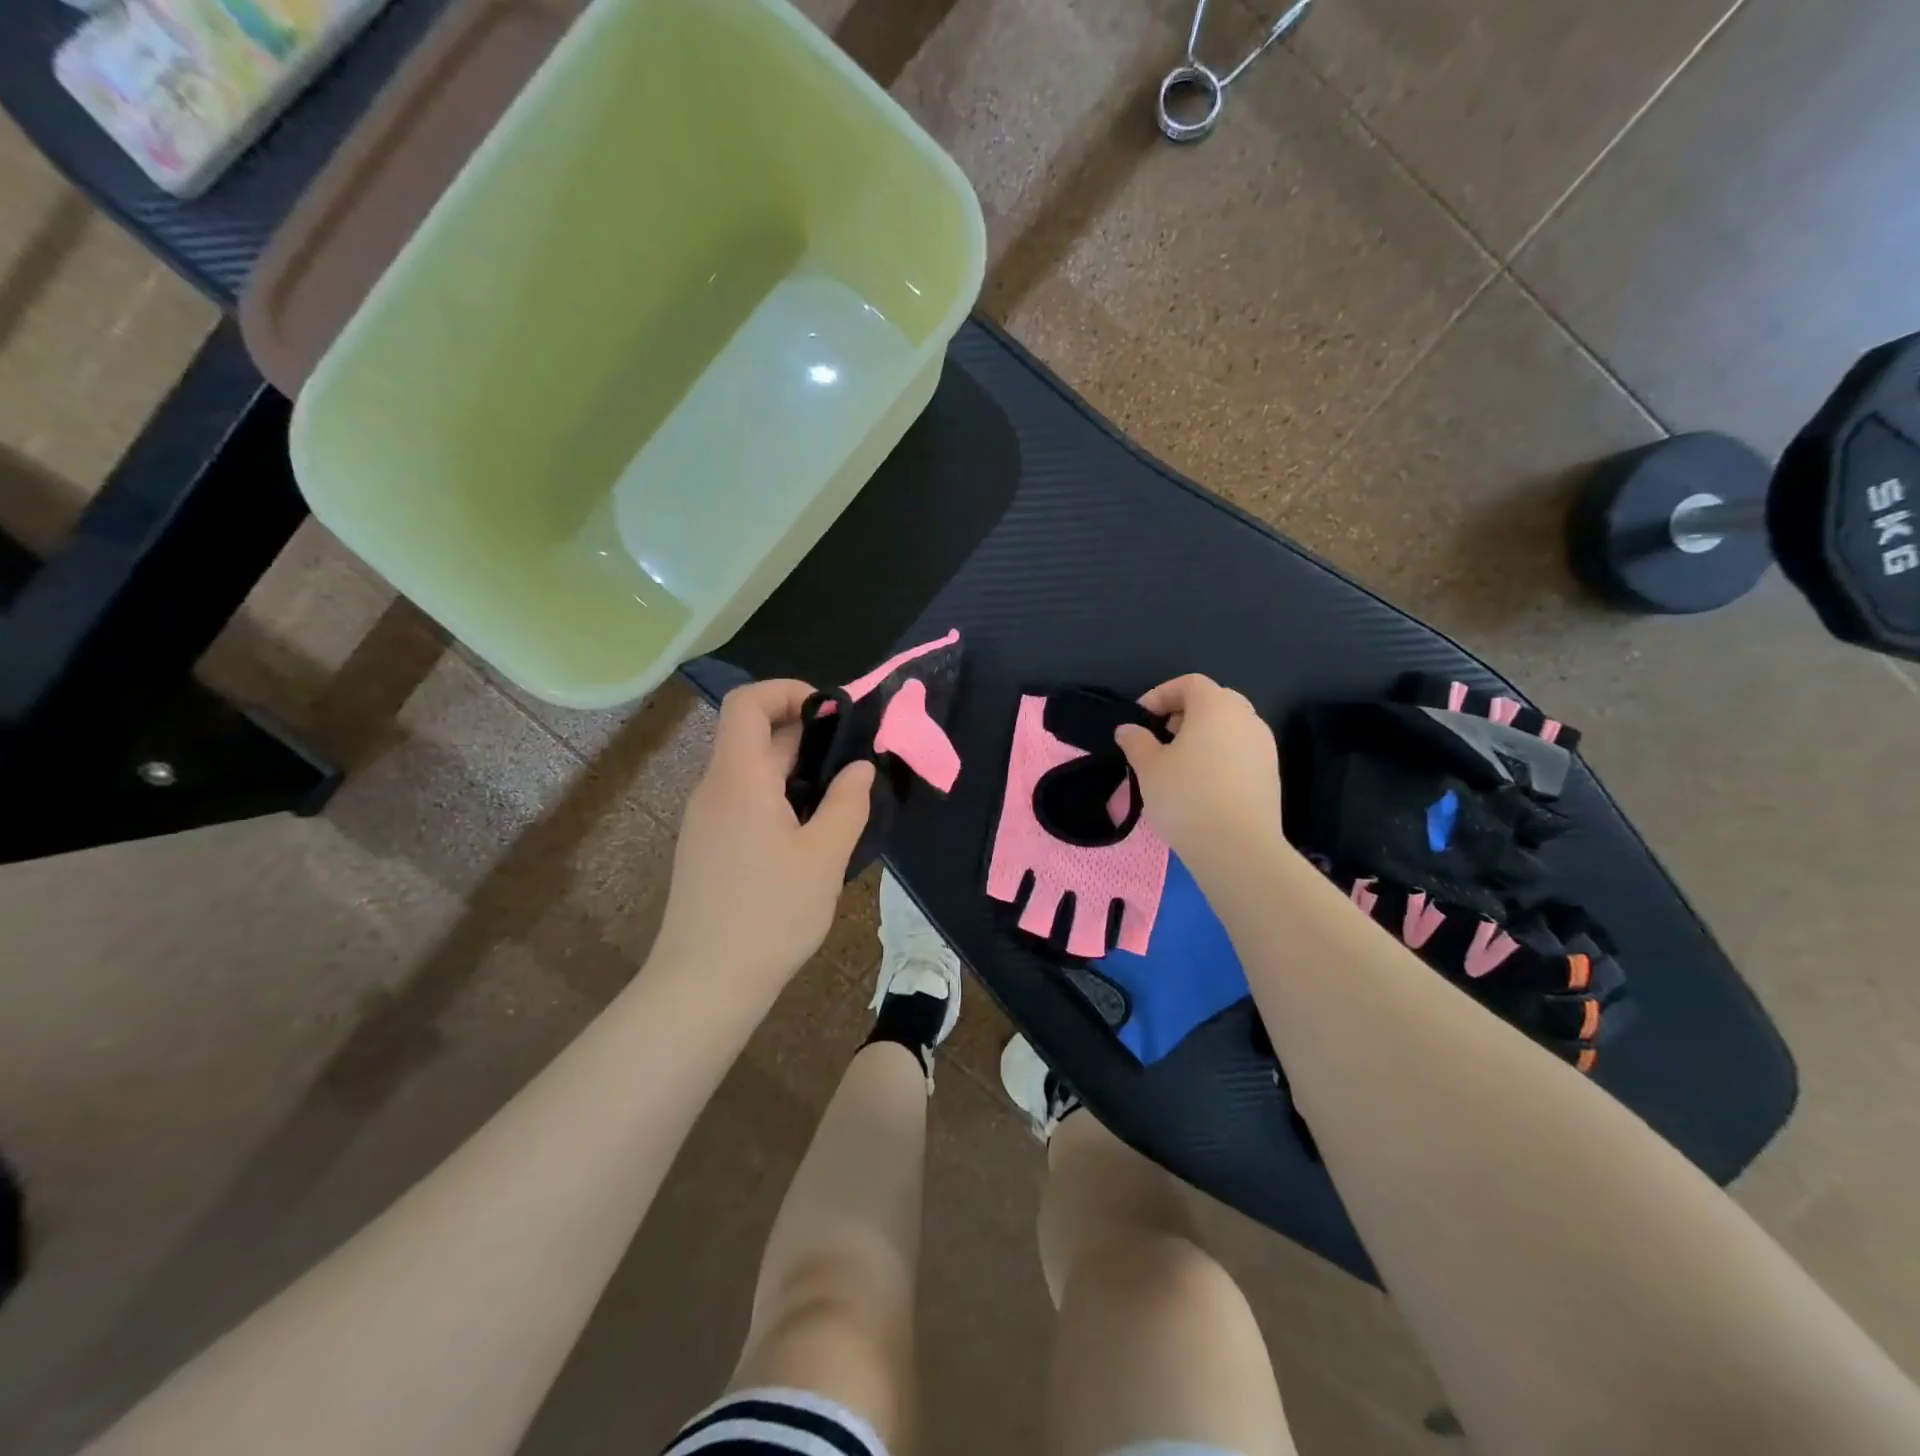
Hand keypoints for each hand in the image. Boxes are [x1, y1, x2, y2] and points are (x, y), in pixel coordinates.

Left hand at [651, 680, 874, 1003]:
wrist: (704, 983)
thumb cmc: (770, 913)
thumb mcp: (824, 856)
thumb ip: (847, 803)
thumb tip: (859, 767)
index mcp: (738, 778)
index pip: (747, 703)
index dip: (788, 692)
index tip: (833, 713)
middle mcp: (714, 789)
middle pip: (754, 737)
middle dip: (807, 736)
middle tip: (856, 759)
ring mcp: (707, 821)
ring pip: (753, 772)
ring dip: (797, 771)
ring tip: (842, 796)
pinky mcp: (709, 848)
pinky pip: (745, 802)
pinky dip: (780, 798)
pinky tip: (812, 832)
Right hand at [1114, 674, 1286, 875]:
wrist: (1238, 847)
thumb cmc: (1186, 796)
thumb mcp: (1149, 768)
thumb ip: (1136, 741)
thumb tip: (1128, 729)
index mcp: (1216, 706)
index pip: (1188, 683)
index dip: (1161, 695)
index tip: (1141, 719)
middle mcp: (1246, 718)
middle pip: (1213, 701)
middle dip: (1184, 714)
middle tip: (1160, 738)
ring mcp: (1264, 746)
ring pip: (1229, 727)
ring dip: (1203, 736)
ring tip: (1178, 764)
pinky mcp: (1271, 774)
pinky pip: (1241, 751)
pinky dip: (1219, 756)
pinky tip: (1201, 784)